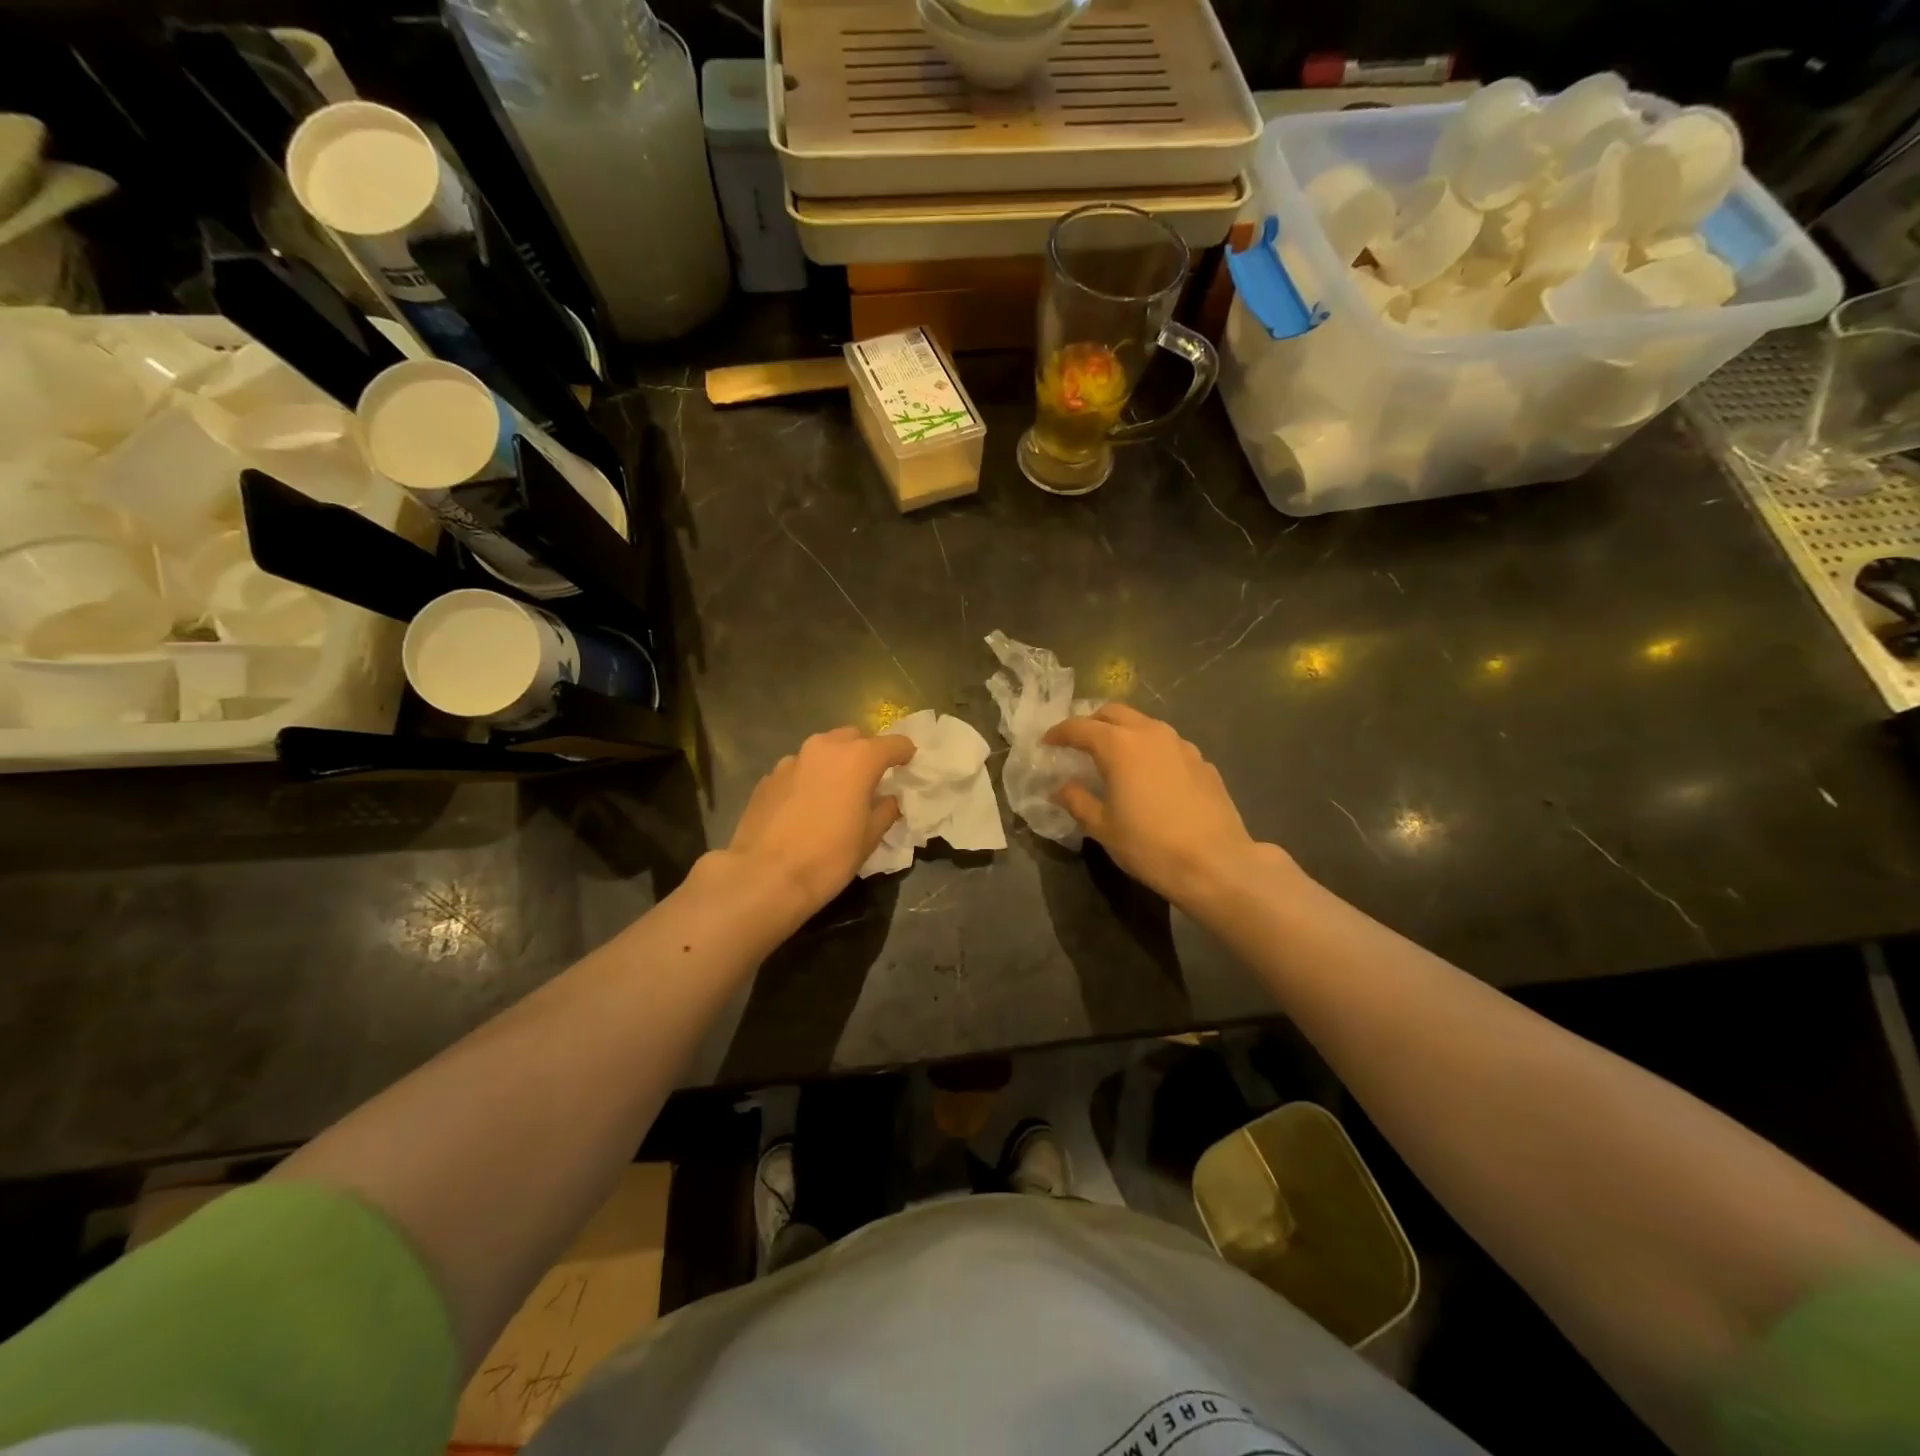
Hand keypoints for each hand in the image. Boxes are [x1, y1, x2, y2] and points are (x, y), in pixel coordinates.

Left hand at [725, 726, 914, 927]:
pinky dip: (808, 779)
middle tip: (870, 780)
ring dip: (834, 764)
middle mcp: (824, 748)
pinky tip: (805, 807)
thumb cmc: (828, 858)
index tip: (908, 765)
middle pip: (854, 738)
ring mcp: (791, 760)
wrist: (764, 877)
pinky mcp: (767, 778)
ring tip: (835, 793)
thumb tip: (887, 800)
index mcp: (858, 758)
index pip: (893, 743)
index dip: (904, 753)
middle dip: (865, 753)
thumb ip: (884, 811)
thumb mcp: (869, 839)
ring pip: (822, 751)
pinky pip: (798, 770)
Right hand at [1044, 703, 1278, 909]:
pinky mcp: (1203, 762)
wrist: (1215, 863)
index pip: (1080, 727)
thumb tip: (1061, 788)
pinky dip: (1151, 751)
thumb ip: (1077, 801)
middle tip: (1079, 743)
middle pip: (1114, 713)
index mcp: (1119, 745)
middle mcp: (1151, 734)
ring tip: (1114, 757)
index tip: (1047, 743)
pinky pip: (1168, 746)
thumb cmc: (1149, 845)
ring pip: (1145, 725)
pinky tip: (1150, 777)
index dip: (1059, 732)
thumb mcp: (1103, 828)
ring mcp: (1182, 745)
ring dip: (1124, 733)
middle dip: (1092, 722)